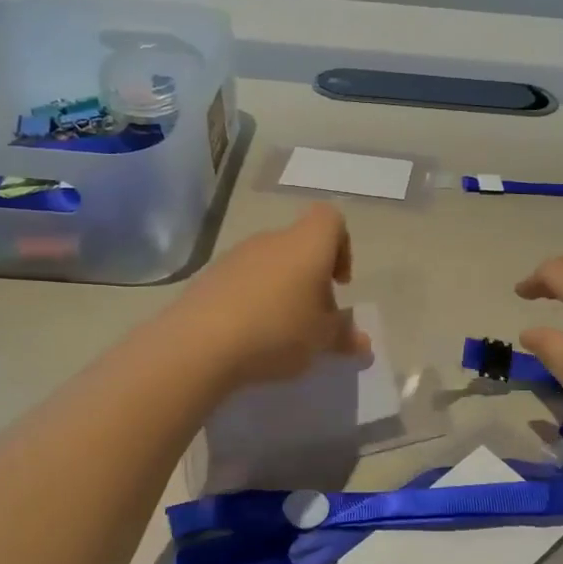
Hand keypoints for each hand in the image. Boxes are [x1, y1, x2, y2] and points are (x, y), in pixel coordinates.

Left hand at [172, 204, 370, 390]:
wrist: (200, 344)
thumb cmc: (277, 331)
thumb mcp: (321, 340)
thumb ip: (345, 336)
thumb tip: (363, 343)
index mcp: (307, 245)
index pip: (330, 219)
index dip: (342, 246)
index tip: (339, 283)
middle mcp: (272, 240)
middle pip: (299, 246)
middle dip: (311, 279)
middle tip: (313, 320)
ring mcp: (236, 256)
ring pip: (270, 265)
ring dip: (281, 291)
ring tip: (280, 333)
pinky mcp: (208, 277)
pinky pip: (242, 282)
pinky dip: (252, 301)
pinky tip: (249, 336)